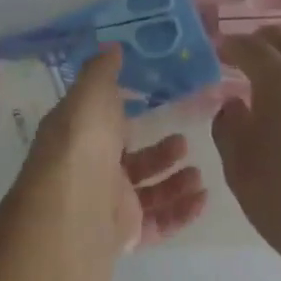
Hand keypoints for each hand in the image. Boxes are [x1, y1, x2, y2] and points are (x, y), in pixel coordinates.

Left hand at [14, 46, 207, 255]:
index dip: (125, 115)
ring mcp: (107, 204)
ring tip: (198, 173)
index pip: (103, 126)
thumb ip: (103, 70)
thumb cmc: (84, 141)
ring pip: (147, 193)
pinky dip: (181, 211)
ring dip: (175, 182)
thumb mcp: (91, 93)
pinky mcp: (125, 234)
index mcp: (79, 137)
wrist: (76, 205)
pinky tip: (203, 199)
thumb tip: (111, 46)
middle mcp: (90, 171)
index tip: (154, 104)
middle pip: (131, 161)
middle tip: (184, 141)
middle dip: (160, 152)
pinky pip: (158, 223)